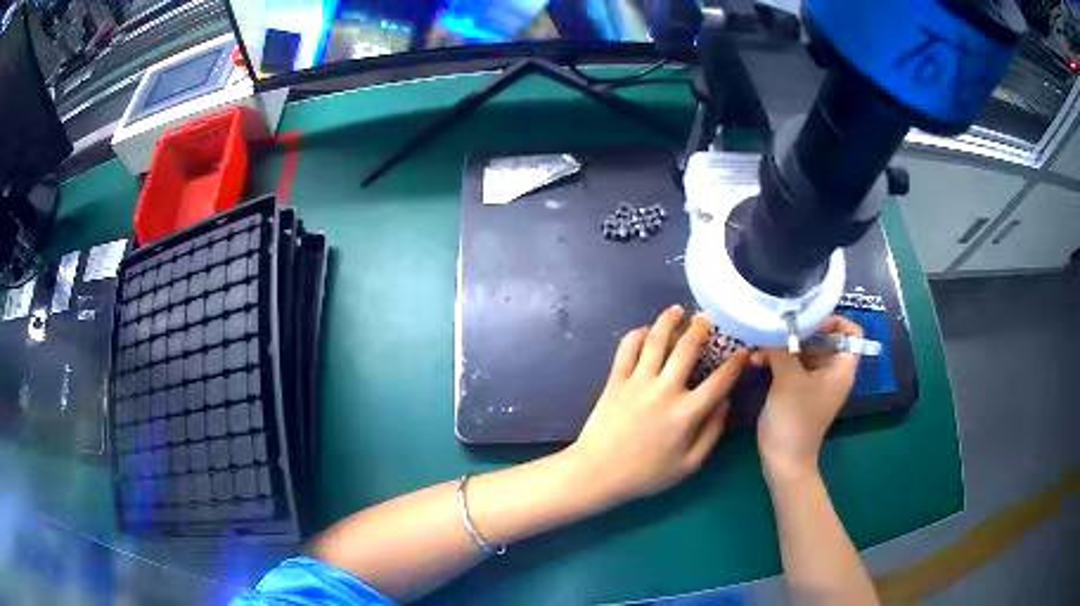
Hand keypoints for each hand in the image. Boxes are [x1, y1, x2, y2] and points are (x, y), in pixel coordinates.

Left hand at [566, 305, 747, 505]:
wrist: (599, 472)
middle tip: (706, 319)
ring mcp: (638, 382)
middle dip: (700, 329)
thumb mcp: (689, 465)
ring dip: (668, 321)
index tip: (743, 351)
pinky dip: (635, 335)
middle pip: (687, 349)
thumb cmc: (646, 474)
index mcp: (687, 413)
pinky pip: (626, 349)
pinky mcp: (615, 380)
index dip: (735, 364)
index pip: (720, 381)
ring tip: (677, 310)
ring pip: (655, 340)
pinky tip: (643, 330)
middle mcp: (665, 390)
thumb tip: (725, 403)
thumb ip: (712, 432)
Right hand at [753, 316, 862, 481]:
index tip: (807, 321)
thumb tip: (769, 328)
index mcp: (841, 367)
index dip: (833, 321)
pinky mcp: (801, 392)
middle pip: (822, 339)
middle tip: (774, 331)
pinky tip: (757, 362)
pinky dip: (779, 362)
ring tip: (758, 349)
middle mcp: (833, 372)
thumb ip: (781, 347)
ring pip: (804, 353)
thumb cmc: (795, 417)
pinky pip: (794, 367)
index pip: (850, 331)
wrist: (784, 460)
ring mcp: (816, 383)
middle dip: (797, 333)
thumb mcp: (788, 378)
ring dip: (783, 348)